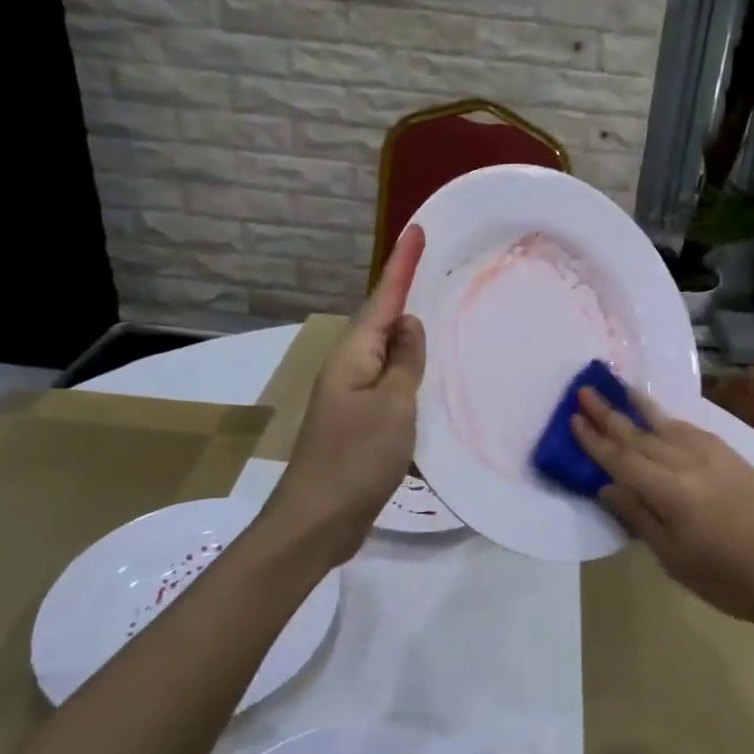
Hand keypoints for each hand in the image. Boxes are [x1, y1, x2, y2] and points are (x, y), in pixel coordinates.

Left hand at [267, 226, 426, 569]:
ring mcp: (352, 397)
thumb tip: (410, 325)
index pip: (383, 299)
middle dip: (404, 292)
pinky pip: (389, 384)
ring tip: (437, 312)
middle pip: (381, 321)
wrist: (316, 522)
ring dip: (409, 333)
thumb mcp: (393, 405)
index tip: (416, 230)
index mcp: (353, 356)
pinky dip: (409, 371)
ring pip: (386, 353)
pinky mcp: (360, 423)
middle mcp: (349, 368)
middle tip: (433, 266)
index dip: (401, 265)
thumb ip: (405, 361)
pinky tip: (427, 375)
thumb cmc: (356, 458)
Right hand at [572, 386, 753, 628]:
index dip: (595, 440)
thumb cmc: (725, 578)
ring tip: (620, 387)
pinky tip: (663, 416)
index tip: (574, 419)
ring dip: (640, 407)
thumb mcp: (673, 557)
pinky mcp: (732, 456)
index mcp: (669, 491)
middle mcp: (688, 463)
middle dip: (609, 414)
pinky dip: (671, 420)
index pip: (621, 459)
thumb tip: (607, 486)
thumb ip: (638, 516)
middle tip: (585, 392)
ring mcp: (713, 455)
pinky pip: (693, 430)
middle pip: (640, 435)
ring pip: (667, 426)